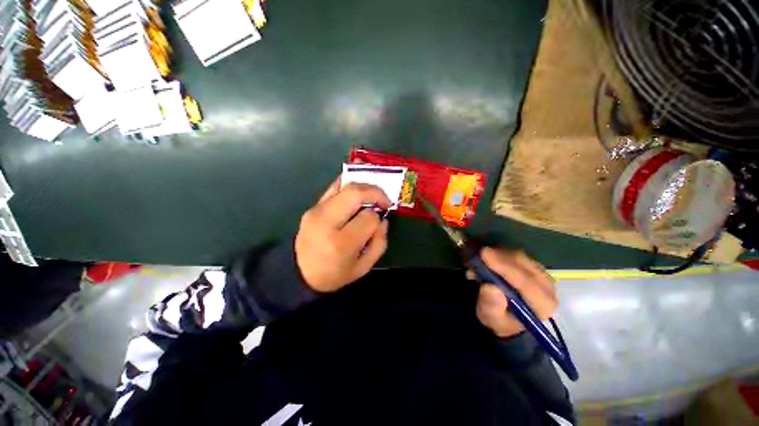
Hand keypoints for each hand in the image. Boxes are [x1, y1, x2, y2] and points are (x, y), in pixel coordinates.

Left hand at [295, 179, 390, 292]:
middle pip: (355, 194)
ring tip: (374, 195)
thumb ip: (379, 242)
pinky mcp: (313, 206)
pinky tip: (359, 188)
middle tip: (385, 200)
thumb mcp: (363, 267)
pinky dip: (349, 183)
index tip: (379, 223)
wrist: (300, 273)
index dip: (378, 218)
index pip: (368, 218)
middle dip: (375, 192)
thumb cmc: (334, 274)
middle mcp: (327, 222)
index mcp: (341, 243)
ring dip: (365, 187)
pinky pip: (334, 187)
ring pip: (345, 186)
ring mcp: (317, 211)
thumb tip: (383, 220)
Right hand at [471, 248, 556, 337]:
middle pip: (524, 265)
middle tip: (477, 254)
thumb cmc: (500, 319)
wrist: (507, 315)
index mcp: (543, 306)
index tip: (484, 255)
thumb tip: (490, 288)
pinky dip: (498, 253)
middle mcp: (547, 288)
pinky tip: (486, 259)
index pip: (527, 284)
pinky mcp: (532, 266)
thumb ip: (491, 307)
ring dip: (496, 255)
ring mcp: (541, 274)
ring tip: (478, 260)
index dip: (505, 268)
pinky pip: (515, 254)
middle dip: (499, 258)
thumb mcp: (491, 318)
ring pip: (519, 257)